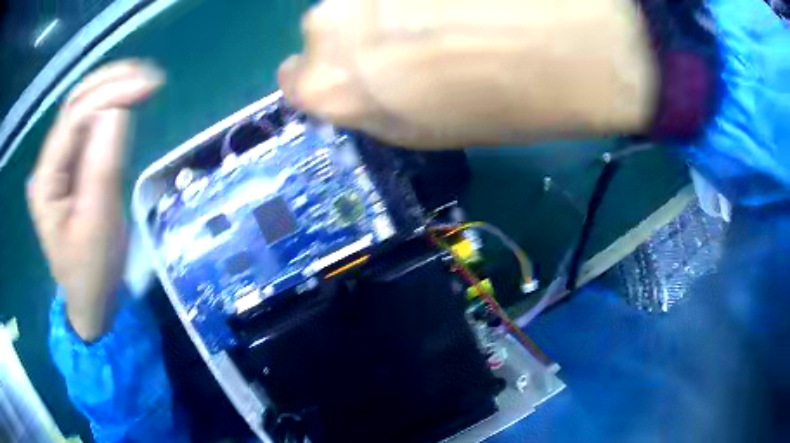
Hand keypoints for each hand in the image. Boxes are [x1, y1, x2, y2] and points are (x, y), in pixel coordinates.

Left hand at [27, 61, 162, 340]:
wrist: (90, 298)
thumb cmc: (92, 271)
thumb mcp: (98, 224)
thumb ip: (103, 166)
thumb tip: (118, 110)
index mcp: (46, 179)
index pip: (74, 119)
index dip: (109, 94)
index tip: (148, 85)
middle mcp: (48, 162)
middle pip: (75, 104)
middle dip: (110, 81)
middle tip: (149, 76)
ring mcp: (59, 162)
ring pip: (82, 109)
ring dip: (112, 87)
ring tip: (145, 81)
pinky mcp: (73, 166)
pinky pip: (89, 126)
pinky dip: (111, 106)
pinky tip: (128, 100)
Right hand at [279, 0, 656, 147]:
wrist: (579, 43)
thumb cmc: (508, 105)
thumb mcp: (427, 131)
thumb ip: (373, 106)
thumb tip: (356, 85)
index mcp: (331, 86)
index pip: (294, 81)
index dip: (326, 79)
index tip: (359, 77)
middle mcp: (329, 24)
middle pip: (323, 31)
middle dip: (359, 38)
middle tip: (414, 40)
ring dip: (388, 8)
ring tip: (448, 13)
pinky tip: (461, 0)